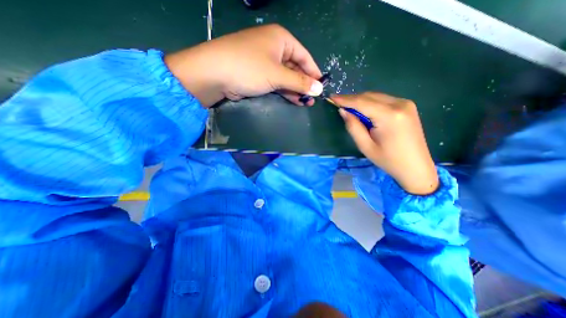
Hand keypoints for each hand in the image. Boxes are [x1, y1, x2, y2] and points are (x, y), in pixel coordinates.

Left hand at [163, 24, 322, 107]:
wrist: (214, 74)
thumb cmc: (249, 68)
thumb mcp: (278, 75)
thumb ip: (300, 82)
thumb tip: (319, 89)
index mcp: (281, 39)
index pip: (304, 56)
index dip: (314, 72)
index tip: (321, 87)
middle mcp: (274, 48)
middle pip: (295, 67)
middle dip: (304, 84)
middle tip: (313, 99)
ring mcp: (265, 62)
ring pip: (286, 77)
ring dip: (295, 89)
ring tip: (305, 102)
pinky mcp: (258, 75)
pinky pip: (276, 82)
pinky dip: (285, 91)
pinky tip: (294, 100)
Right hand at [333, 93, 438, 194]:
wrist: (416, 167)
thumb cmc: (388, 160)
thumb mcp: (365, 146)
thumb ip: (353, 126)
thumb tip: (343, 111)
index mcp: (389, 116)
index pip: (362, 102)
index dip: (345, 99)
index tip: (332, 97)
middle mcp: (399, 104)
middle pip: (369, 96)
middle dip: (352, 99)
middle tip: (338, 103)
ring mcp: (406, 103)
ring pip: (376, 96)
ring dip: (360, 100)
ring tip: (348, 108)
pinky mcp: (407, 106)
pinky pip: (383, 99)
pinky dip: (370, 102)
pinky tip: (364, 110)